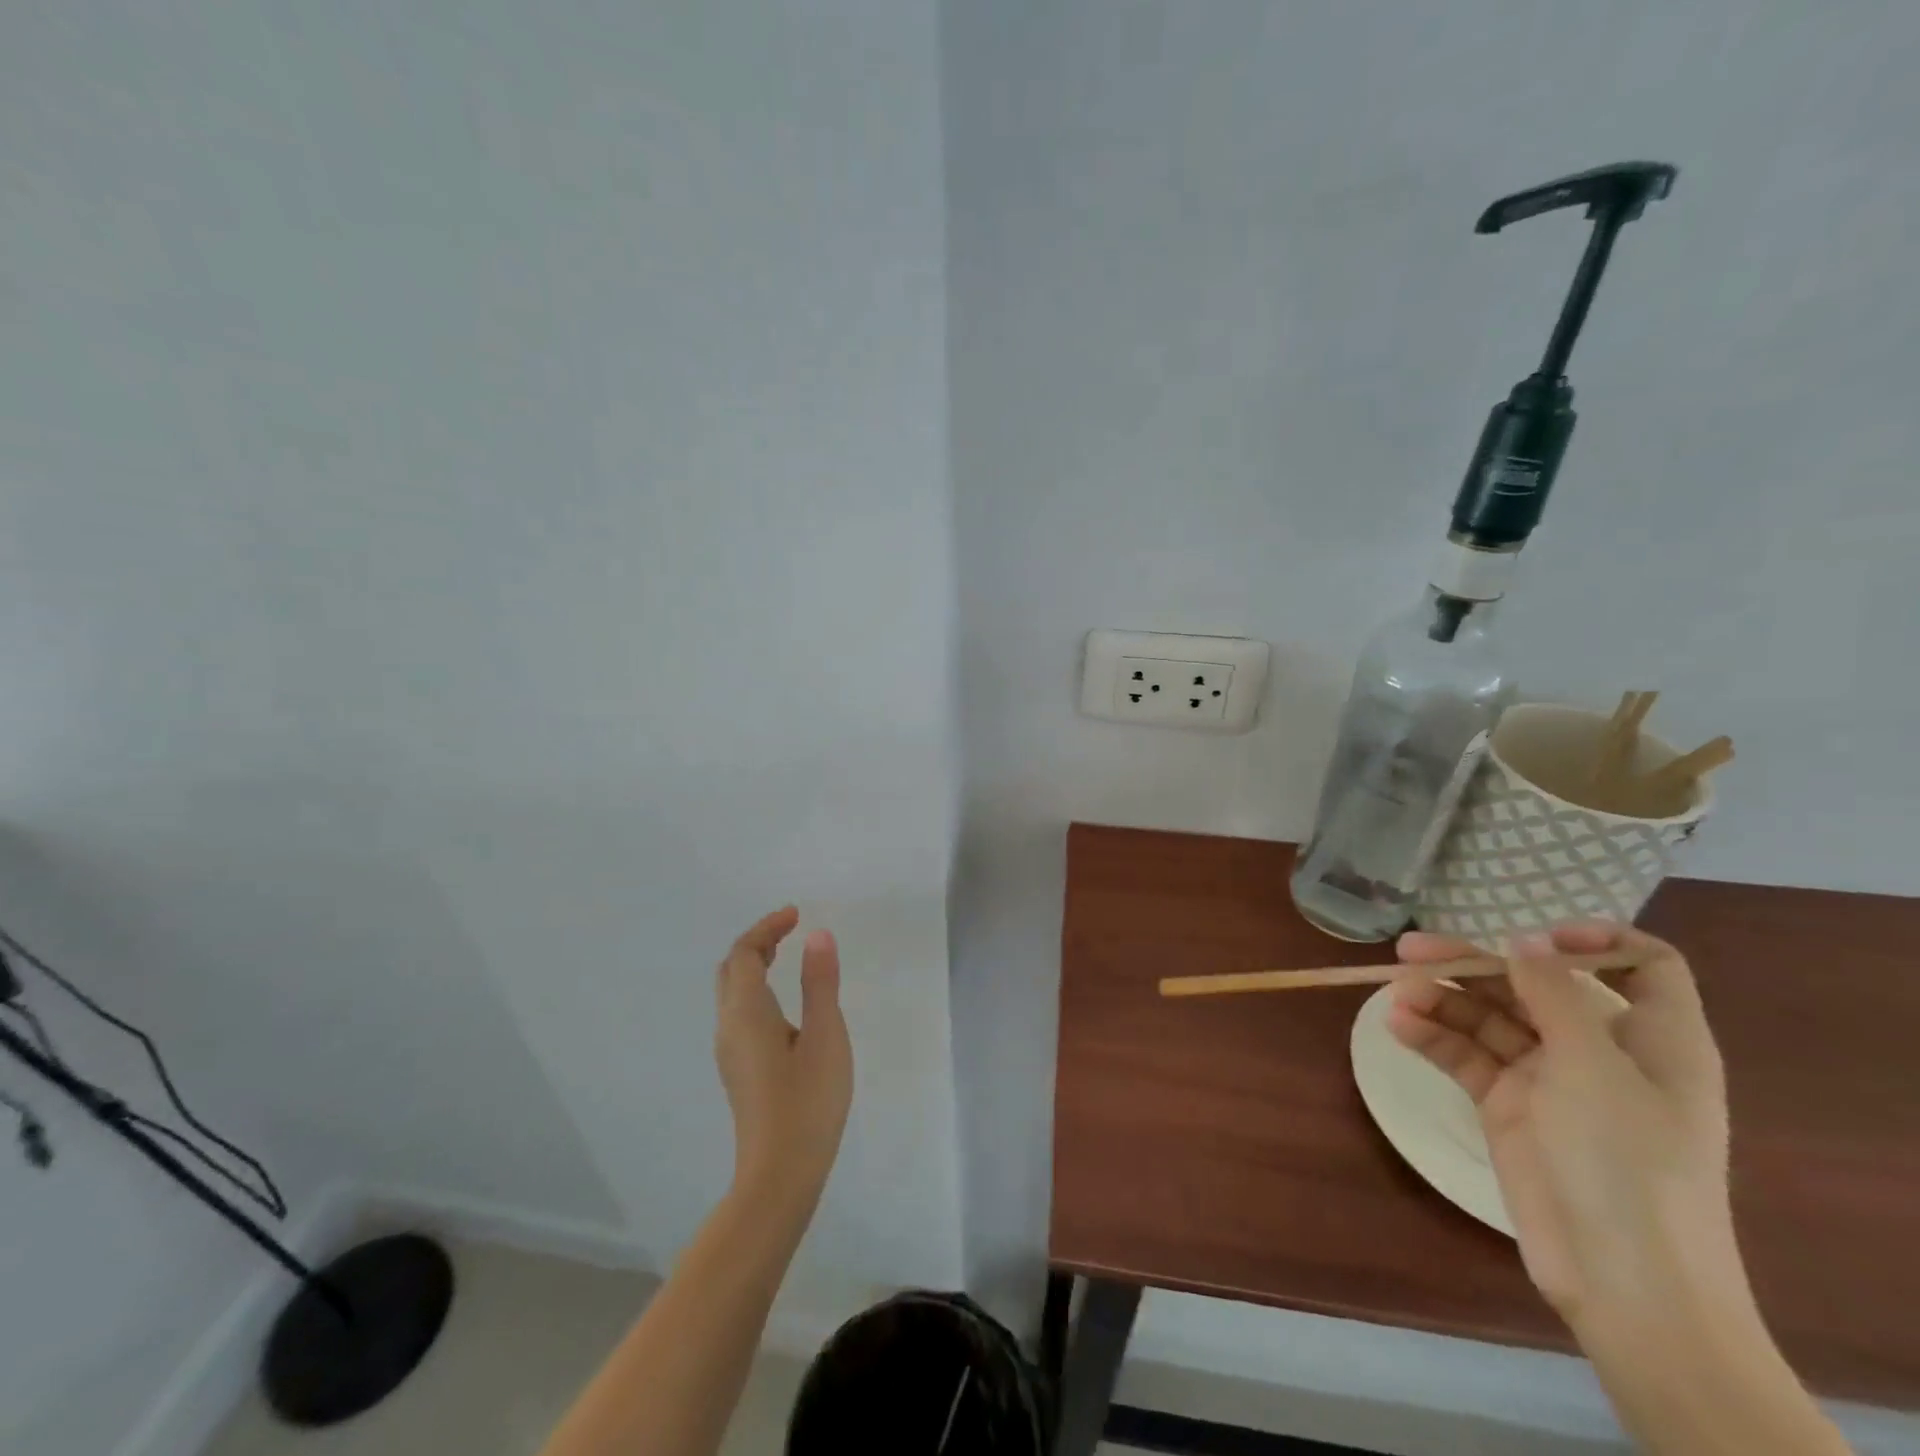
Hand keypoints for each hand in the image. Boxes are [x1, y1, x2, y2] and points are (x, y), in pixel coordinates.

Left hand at [714, 907, 852, 1205]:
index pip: (743, 953)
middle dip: (756, 943)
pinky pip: (739, 1012)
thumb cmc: (808, 1101)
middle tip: (788, 930)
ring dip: (754, 965)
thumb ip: (820, 983)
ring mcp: (729, 1051)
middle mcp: (728, 1026)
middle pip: (730, 970)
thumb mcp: (825, 1036)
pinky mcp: (738, 1069)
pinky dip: (756, 989)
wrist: (779, 1175)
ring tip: (786, 955)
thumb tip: (817, 936)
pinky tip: (783, 1004)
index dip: (767, 928)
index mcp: (746, 1012)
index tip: (796, 915)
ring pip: (732, 993)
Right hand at [1390, 922, 1736, 1328]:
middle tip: (1409, 952)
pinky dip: (1433, 1038)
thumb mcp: (1593, 1068)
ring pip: (1490, 1019)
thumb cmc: (1627, 1164)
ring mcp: (1550, 1079)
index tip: (1534, 936)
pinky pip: (1466, 1057)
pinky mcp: (1509, 1107)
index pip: (1642, 966)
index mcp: (1652, 1039)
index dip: (1595, 941)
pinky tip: (1397, 1026)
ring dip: (1441, 1002)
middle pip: (1535, 986)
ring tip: (1393, 994)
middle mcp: (1600, 1051)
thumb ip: (1554, 995)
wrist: (1624, 1283)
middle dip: (1474, 965)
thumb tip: (1522, 940)